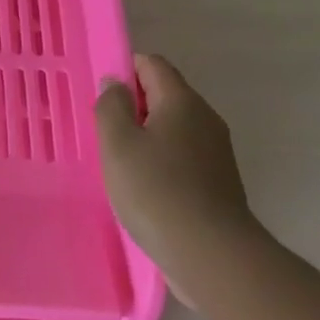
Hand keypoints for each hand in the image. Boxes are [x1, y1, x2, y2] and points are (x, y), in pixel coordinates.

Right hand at [95, 55, 256, 305]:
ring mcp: (216, 152)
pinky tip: (144, 187)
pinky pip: (182, 156)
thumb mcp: (117, 143)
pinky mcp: (219, 182)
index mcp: (182, 101)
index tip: (101, 97)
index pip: (152, 64)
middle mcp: (205, 119)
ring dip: (146, 137)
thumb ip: (111, 105)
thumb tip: (115, 83)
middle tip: (104, 132)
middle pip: (165, 95)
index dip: (124, 70)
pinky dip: (161, 161)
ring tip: (120, 162)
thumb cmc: (156, 190)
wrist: (211, 255)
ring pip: (173, 128)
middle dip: (133, 106)